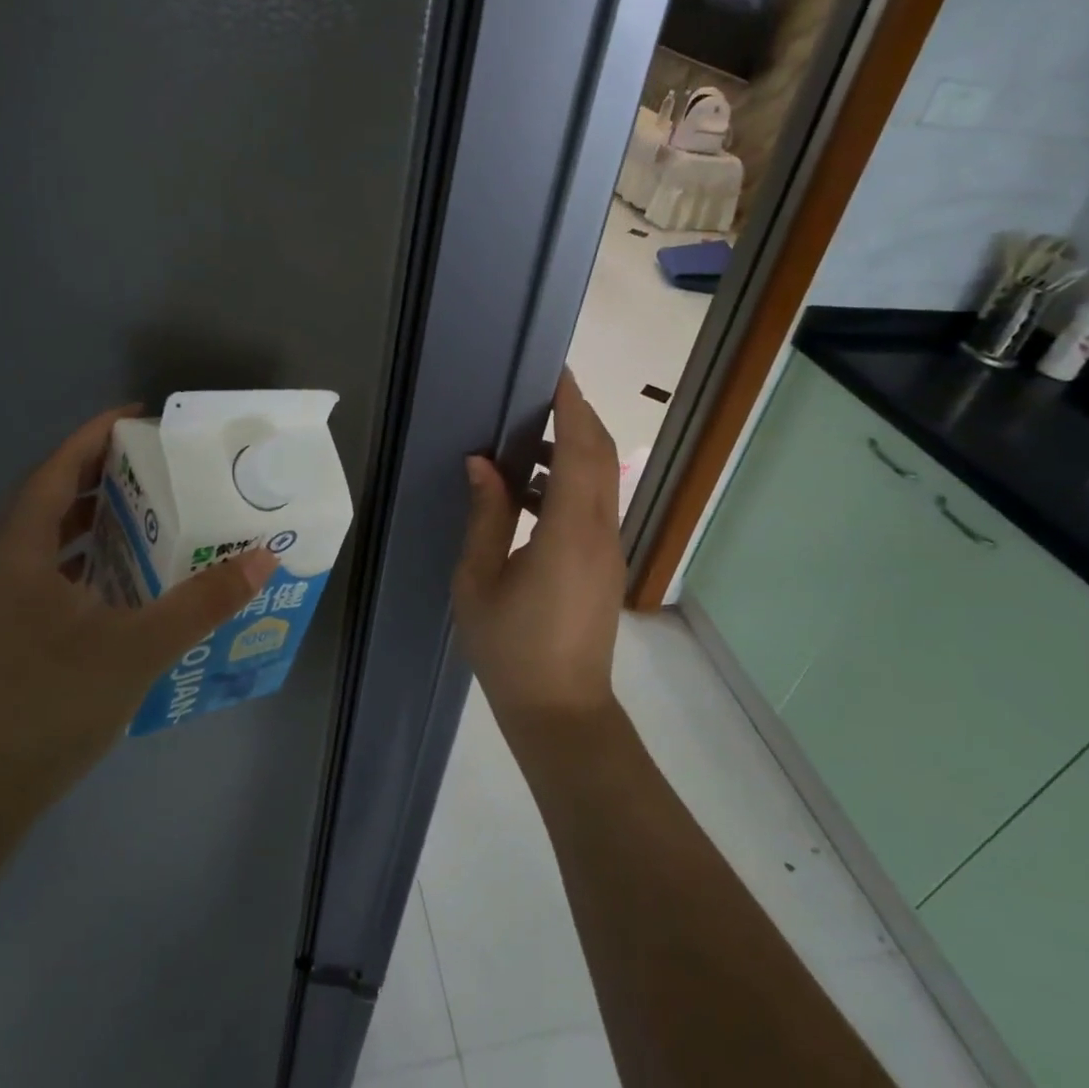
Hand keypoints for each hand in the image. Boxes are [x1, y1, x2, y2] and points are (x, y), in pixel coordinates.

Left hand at [0, 406, 276, 819]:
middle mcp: (2, 568)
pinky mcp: (10, 634)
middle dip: (101, 473)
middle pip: (50, 499)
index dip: (92, 437)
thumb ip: (204, 602)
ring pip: (50, 539)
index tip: (137, 416)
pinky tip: (127, 578)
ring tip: (148, 511)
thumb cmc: (50, 706)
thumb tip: (262, 558)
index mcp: (19, 555)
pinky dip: (89, 558)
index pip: (55, 473)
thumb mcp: (140, 649)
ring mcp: (1, 604)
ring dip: (95, 517)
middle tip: (156, 463)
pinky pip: (52, 573)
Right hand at [453, 371, 623, 740]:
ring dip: (573, 451)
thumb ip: (485, 517)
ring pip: (600, 481)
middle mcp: (599, 532)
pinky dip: (570, 483)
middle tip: (541, 394)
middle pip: (600, 457)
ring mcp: (609, 549)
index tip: (558, 374)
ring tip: (524, 443)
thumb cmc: (510, 649)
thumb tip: (482, 464)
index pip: (580, 451)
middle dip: (578, 417)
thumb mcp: (479, 582)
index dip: (573, 408)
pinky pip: (594, 507)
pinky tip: (528, 494)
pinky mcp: (606, 565)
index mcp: (567, 532)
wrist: (561, 713)